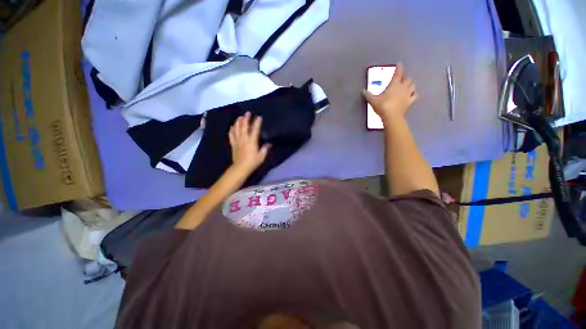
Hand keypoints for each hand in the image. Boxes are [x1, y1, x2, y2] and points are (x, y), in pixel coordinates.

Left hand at [229, 112, 269, 173]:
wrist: (240, 168)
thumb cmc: (252, 162)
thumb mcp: (262, 156)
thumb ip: (265, 149)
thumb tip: (269, 143)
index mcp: (252, 141)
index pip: (255, 130)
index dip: (257, 123)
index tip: (259, 117)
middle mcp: (244, 139)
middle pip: (244, 126)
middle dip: (246, 119)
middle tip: (247, 113)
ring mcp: (237, 141)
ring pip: (236, 129)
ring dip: (238, 122)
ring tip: (240, 117)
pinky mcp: (233, 144)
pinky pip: (231, 135)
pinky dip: (231, 130)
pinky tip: (232, 126)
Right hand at [363, 63, 417, 121]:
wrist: (392, 117)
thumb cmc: (383, 106)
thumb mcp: (373, 100)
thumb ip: (368, 95)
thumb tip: (362, 91)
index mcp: (394, 85)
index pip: (398, 73)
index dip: (399, 68)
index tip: (399, 63)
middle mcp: (403, 87)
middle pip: (407, 79)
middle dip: (405, 77)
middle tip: (401, 77)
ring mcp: (408, 94)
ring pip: (412, 85)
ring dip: (410, 84)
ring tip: (407, 84)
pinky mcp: (410, 102)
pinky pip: (415, 95)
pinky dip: (414, 93)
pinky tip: (412, 94)